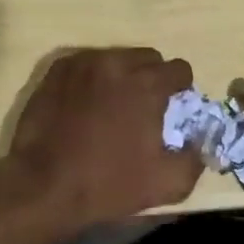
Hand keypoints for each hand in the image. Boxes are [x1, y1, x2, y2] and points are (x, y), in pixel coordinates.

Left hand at [0, 48, 200, 238]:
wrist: (43, 185)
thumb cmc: (108, 184)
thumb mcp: (167, 183)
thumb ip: (195, 158)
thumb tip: (200, 140)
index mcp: (147, 84)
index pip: (180, 69)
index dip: (181, 89)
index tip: (173, 109)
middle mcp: (117, 63)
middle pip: (149, 58)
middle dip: (153, 78)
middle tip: (144, 108)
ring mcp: (84, 63)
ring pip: (117, 58)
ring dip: (122, 76)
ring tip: (111, 106)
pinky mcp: (57, 69)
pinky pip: (86, 64)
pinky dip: (92, 78)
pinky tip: (85, 104)